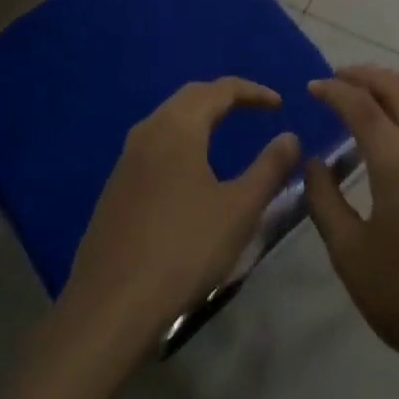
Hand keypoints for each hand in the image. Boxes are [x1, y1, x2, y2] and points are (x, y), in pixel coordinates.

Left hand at [58, 78, 300, 360]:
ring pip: (169, 118)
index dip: (253, 92)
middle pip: (191, 96)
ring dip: (199, 116)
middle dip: (224, 96)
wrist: (109, 309)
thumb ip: (269, 168)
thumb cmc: (183, 250)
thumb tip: (290, 137)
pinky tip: (189, 169)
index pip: (221, 89)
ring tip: (225, 131)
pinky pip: (154, 143)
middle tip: (253, 109)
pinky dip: (180, 139)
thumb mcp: (239, 210)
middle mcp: (149, 130)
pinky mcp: (116, 186)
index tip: (278, 104)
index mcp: (179, 126)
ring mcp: (127, 158)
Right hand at [303, 65, 398, 384]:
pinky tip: (395, 124)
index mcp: (398, 159)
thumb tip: (314, 163)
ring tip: (361, 95)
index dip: (334, 91)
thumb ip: (325, 202)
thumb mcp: (351, 255)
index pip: (362, 105)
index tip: (311, 87)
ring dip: (388, 87)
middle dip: (363, 75)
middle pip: (396, 87)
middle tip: (334, 79)